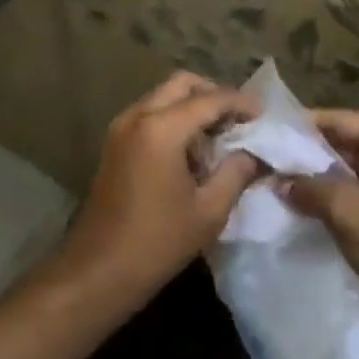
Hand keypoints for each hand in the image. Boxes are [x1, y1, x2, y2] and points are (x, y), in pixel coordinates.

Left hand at [58, 73, 261, 301]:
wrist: (96, 274)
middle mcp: (138, 116)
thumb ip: (236, 173)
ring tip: (216, 140)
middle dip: (213, 95)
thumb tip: (254, 154)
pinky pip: (149, 114)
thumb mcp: (209, 211)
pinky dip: (173, 120)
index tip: (263, 114)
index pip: (210, 100)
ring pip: (164, 96)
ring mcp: (121, 128)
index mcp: (161, 128)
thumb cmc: (156, 243)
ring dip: (191, 107)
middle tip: (237, 121)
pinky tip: (190, 153)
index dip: (240, 103)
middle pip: (182, 84)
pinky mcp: (113, 144)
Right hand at [278, 111, 358, 349]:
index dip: (304, 124)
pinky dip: (331, 199)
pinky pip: (356, 194)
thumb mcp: (348, 210)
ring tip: (276, 181)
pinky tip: (300, 206)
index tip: (269, 131)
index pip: (342, 120)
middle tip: (267, 158)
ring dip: (317, 179)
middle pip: (345, 143)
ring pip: (348, 171)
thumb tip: (280, 181)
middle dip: (307, 153)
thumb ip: (309, 188)